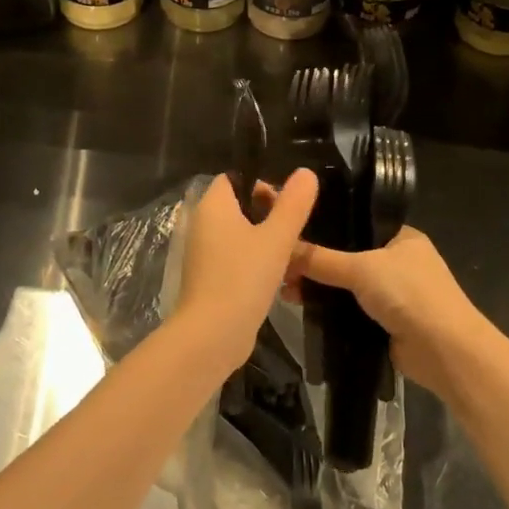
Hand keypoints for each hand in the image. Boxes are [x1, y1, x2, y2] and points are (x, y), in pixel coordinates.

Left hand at [174, 170, 319, 375]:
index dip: (261, 182)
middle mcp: (203, 225)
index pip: (234, 178)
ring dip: (267, 241)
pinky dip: (256, 262)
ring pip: (241, 235)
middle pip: (240, 206)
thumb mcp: (276, 237)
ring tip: (293, 255)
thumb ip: (293, 203)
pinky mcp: (210, 279)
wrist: (212, 336)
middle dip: (270, 215)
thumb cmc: (243, 278)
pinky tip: (279, 278)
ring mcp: (204, 254)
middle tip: (295, 231)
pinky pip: (236, 258)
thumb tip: (306, 172)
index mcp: (213, 206)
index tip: (286, 202)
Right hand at [292, 227, 494, 399]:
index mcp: (400, 237)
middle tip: (280, 263)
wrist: (445, 351)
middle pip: (345, 255)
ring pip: (344, 285)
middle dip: (314, 261)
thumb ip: (321, 259)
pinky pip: (347, 309)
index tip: (292, 227)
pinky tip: (300, 306)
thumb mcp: (362, 268)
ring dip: (317, 286)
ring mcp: (391, 294)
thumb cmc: (410, 294)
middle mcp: (396, 261)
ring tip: (284, 287)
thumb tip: (282, 247)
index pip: (355, 223)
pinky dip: (327, 308)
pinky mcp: (383, 322)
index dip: (324, 225)